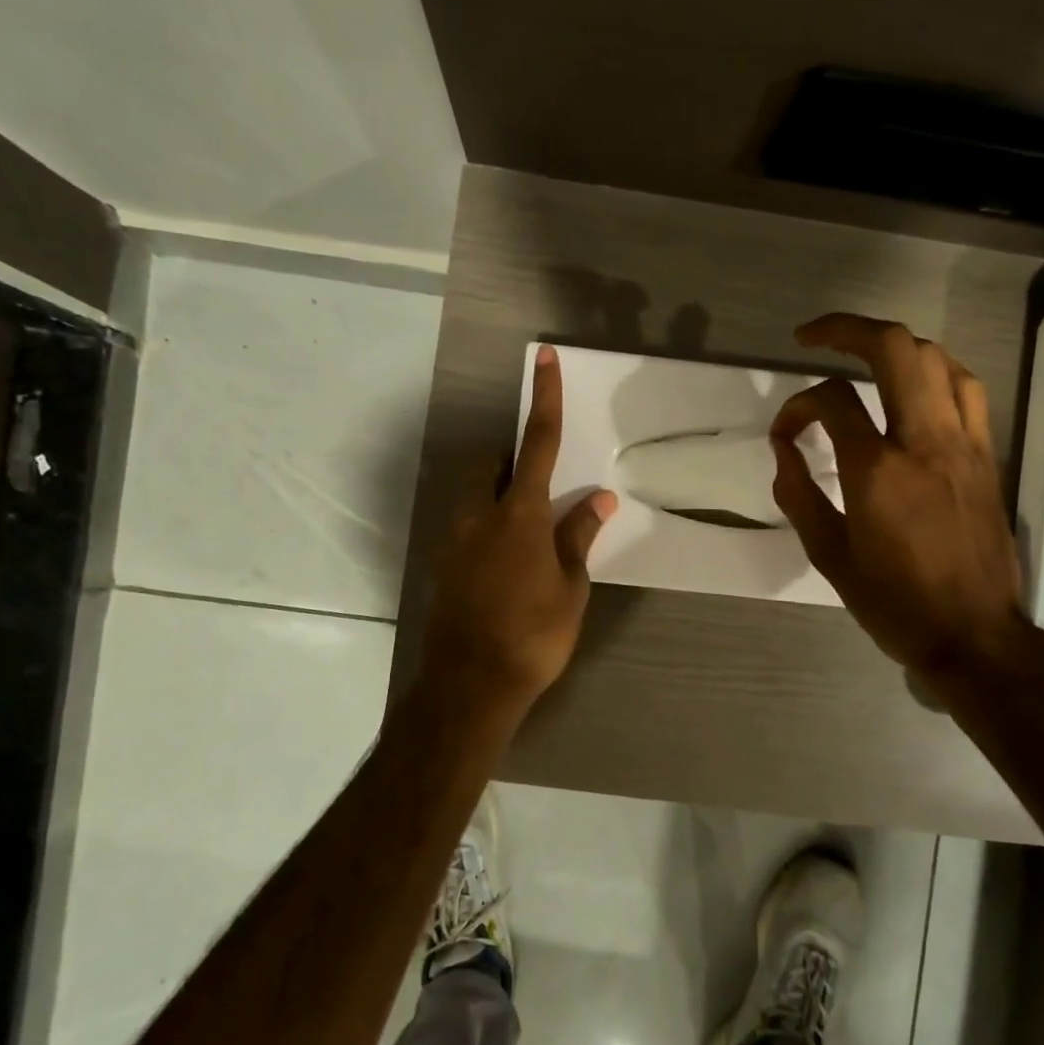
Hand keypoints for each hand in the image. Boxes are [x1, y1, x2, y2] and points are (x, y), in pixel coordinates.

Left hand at [420, 345, 616, 718]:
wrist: (469, 686)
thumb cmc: (533, 635)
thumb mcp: (570, 587)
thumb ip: (580, 537)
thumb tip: (599, 497)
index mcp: (520, 514)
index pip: (537, 442)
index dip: (544, 398)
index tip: (543, 358)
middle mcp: (480, 515)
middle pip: (494, 465)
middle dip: (514, 459)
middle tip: (542, 486)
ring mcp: (455, 540)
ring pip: (477, 496)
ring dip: (501, 496)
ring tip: (529, 536)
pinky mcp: (444, 565)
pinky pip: (469, 528)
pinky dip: (489, 529)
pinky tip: (506, 568)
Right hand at [770, 314, 1025, 698]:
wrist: (973, 634)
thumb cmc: (892, 602)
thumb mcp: (828, 555)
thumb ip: (798, 493)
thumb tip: (784, 449)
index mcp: (877, 470)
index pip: (830, 401)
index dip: (795, 406)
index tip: (784, 434)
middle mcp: (924, 441)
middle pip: (894, 349)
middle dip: (847, 329)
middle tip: (813, 336)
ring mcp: (963, 443)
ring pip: (936, 359)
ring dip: (894, 347)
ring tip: (864, 357)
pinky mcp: (987, 454)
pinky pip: (965, 389)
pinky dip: (934, 372)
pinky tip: (915, 387)